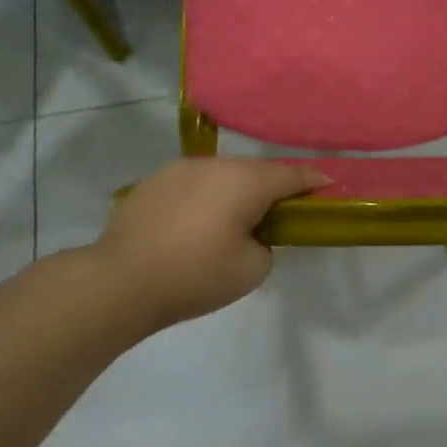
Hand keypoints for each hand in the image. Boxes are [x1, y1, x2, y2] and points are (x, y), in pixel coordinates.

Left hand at [82, 159, 325, 330]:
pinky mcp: (154, 181)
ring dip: (233, 191)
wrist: (119, 281)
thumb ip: (266, 245)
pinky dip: (202, 198)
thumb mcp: (251, 270)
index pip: (291, 174)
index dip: (312, 181)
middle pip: (255, 171)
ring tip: (229, 220)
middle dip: (270, 188)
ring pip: (221, 174)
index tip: (326, 186)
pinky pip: (192, 184)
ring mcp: (181, 168)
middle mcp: (216, 164)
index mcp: (246, 181)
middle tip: (276, 214)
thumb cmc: (194, 276)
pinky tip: (192, 224)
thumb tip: (252, 234)